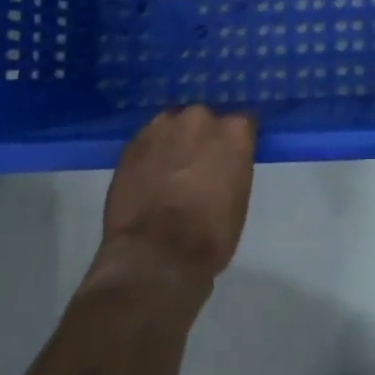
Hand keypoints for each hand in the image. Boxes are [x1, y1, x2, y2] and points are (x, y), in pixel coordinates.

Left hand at [98, 105, 255, 289]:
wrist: (155, 256)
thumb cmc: (210, 235)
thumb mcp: (239, 198)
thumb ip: (233, 166)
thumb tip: (222, 165)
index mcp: (234, 131)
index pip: (242, 123)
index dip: (234, 142)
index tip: (230, 157)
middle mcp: (200, 118)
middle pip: (204, 121)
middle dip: (201, 138)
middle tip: (197, 165)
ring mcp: (163, 126)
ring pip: (172, 126)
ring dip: (173, 142)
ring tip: (167, 171)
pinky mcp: (132, 142)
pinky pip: (147, 141)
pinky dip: (150, 154)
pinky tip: (147, 177)